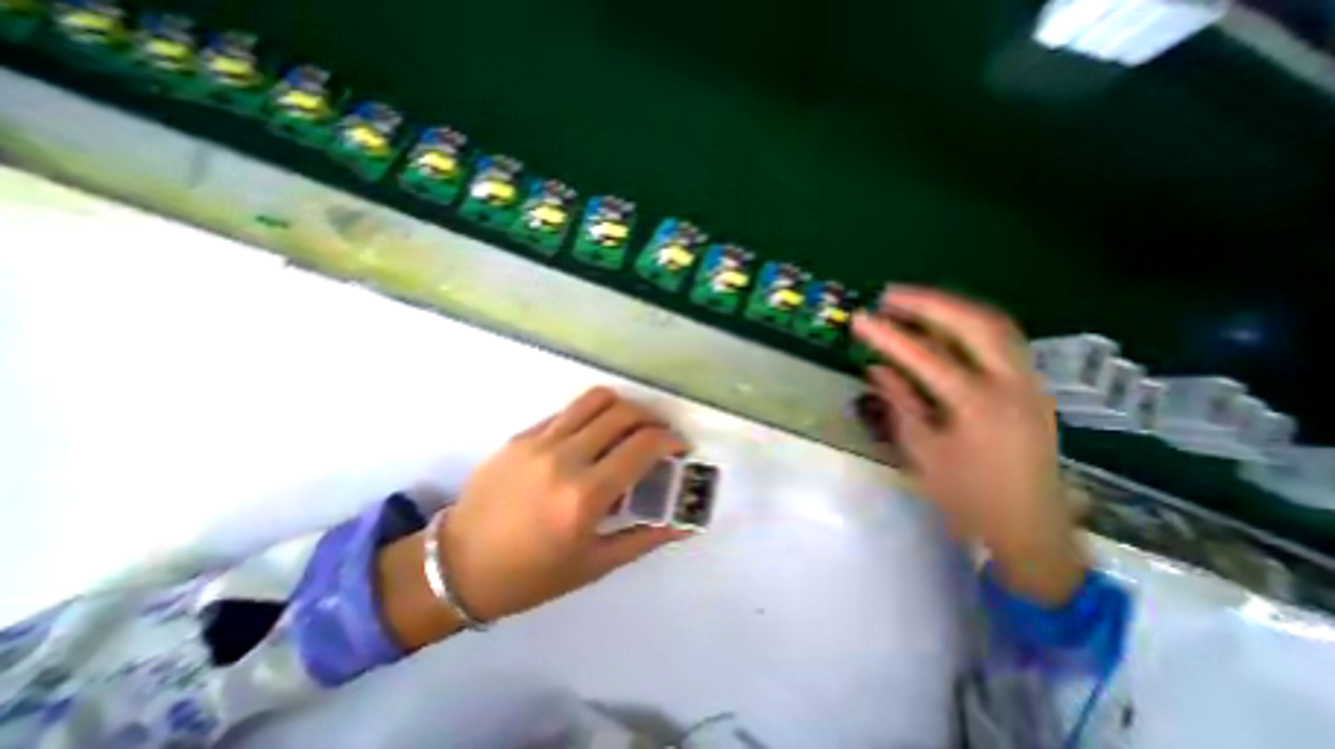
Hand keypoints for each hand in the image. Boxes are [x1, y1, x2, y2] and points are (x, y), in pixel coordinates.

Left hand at [441, 389, 688, 622]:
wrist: (456, 566)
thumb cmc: (530, 576)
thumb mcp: (594, 565)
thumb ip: (644, 538)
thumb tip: (682, 523)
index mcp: (584, 497)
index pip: (642, 446)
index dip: (670, 440)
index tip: (679, 448)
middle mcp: (564, 459)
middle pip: (623, 413)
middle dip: (652, 419)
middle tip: (659, 436)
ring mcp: (539, 441)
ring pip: (596, 400)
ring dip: (624, 408)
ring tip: (631, 426)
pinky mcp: (522, 435)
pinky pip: (569, 412)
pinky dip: (593, 416)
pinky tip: (594, 437)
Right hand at [855, 283, 1081, 601]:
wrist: (1031, 528)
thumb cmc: (967, 497)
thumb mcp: (922, 453)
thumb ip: (900, 403)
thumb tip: (878, 368)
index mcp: (978, 406)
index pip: (925, 356)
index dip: (887, 334)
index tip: (860, 317)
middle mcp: (1012, 385)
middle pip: (975, 323)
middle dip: (929, 302)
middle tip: (891, 295)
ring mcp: (1029, 383)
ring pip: (996, 325)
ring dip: (952, 307)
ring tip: (913, 301)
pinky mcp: (1031, 387)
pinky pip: (1003, 340)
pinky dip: (970, 323)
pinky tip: (945, 325)